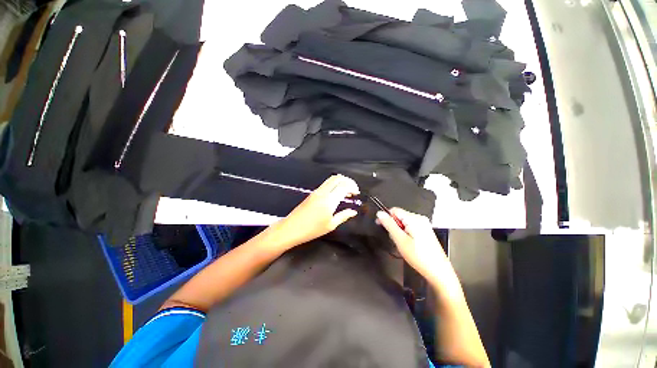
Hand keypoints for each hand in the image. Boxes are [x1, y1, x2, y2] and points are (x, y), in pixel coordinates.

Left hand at [270, 175, 359, 249]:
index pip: (344, 185)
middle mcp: (323, 192)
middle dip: (348, 181)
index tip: (357, 193)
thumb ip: (343, 216)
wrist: (291, 228)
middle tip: (353, 190)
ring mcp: (316, 191)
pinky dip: (334, 185)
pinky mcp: (312, 193)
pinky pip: (326, 184)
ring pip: (331, 179)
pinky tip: (336, 194)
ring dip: (341, 182)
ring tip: (346, 192)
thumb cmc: (312, 229)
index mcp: (329, 200)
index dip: (353, 187)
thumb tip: (353, 211)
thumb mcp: (330, 225)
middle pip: (337, 178)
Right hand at [376, 208, 447, 278]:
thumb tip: (380, 213)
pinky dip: (405, 234)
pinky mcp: (425, 231)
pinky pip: (410, 227)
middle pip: (399, 216)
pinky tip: (408, 244)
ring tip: (402, 244)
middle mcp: (420, 219)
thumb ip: (389, 225)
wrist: (438, 272)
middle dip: (393, 226)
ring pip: (404, 223)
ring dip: (399, 231)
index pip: (394, 210)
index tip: (380, 225)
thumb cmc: (419, 257)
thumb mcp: (400, 240)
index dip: (386, 217)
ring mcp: (424, 225)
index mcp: (414, 219)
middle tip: (394, 239)